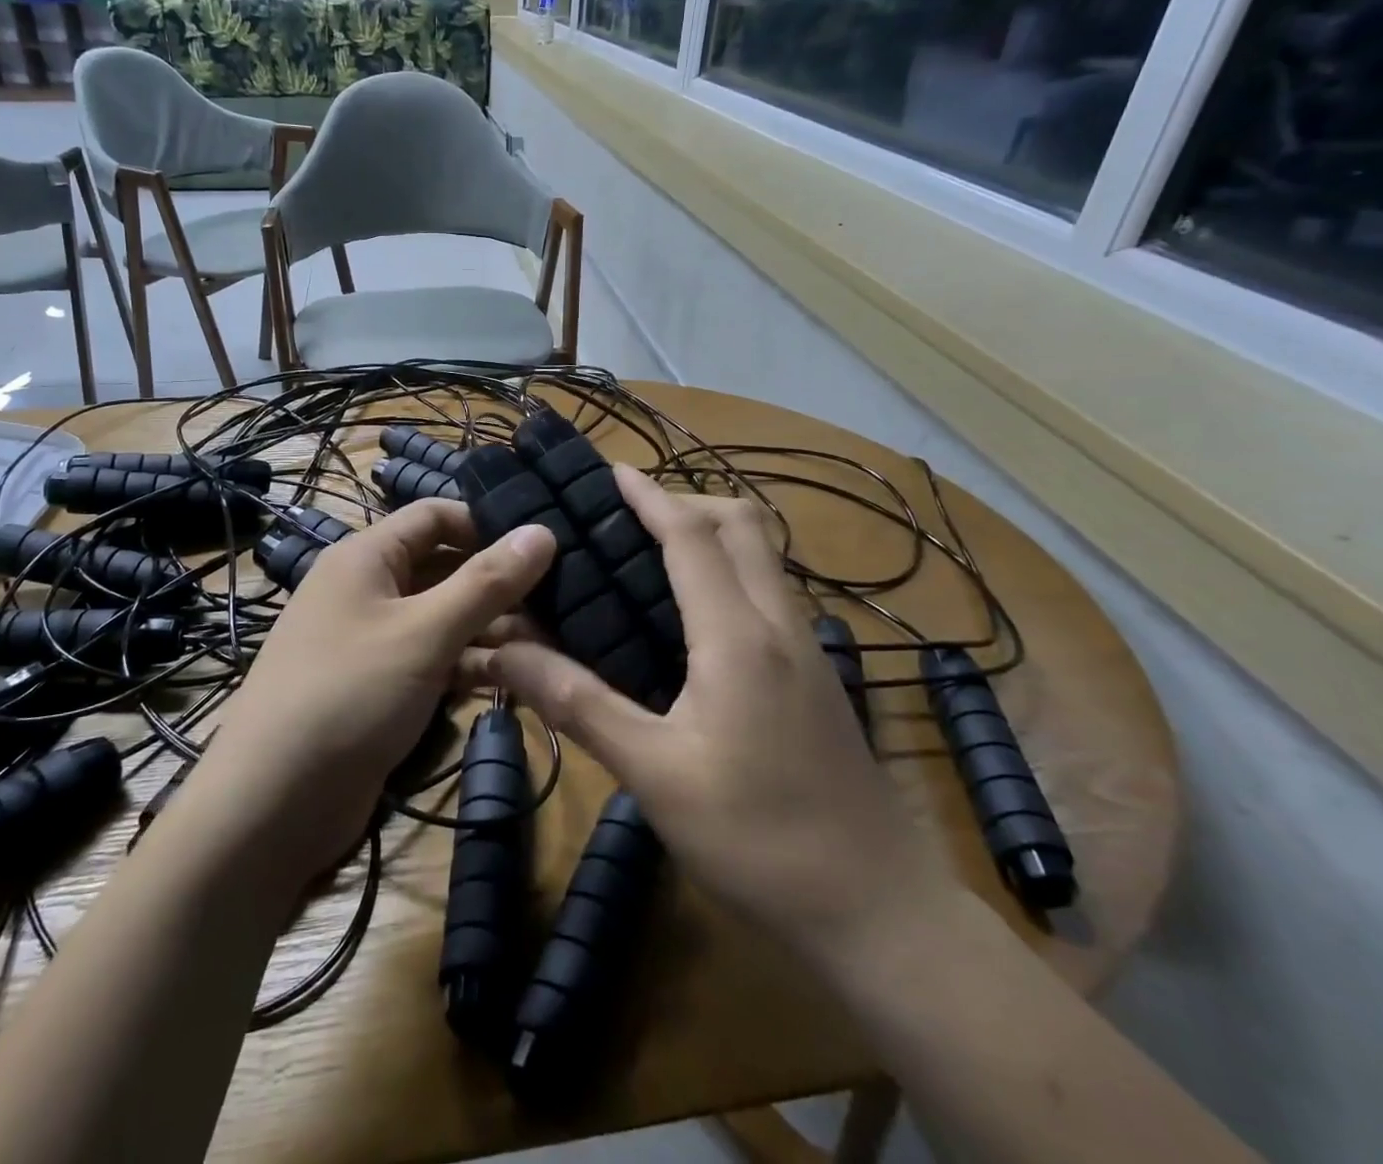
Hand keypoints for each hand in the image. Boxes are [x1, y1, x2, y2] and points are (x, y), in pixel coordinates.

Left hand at [187, 501, 554, 887]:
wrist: (271, 803)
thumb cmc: (350, 694)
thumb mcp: (425, 632)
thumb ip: (486, 582)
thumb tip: (542, 531)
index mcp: (366, 557)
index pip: (434, 515)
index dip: (485, 524)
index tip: (541, 546)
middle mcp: (367, 590)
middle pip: (442, 567)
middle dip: (495, 584)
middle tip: (560, 600)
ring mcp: (371, 641)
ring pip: (441, 618)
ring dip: (488, 629)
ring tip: (549, 644)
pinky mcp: (378, 687)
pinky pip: (431, 660)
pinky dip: (465, 665)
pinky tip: (510, 681)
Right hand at [474, 466, 953, 969]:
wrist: (878, 912)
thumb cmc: (757, 839)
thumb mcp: (653, 773)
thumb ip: (577, 703)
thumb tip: (504, 652)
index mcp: (739, 635)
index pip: (692, 536)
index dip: (651, 495)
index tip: (611, 471)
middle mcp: (780, 624)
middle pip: (743, 526)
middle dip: (686, 501)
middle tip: (626, 515)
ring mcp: (807, 649)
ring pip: (763, 556)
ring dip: (711, 533)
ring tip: (649, 552)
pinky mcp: (816, 676)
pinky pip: (769, 592)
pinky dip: (728, 571)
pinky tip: (691, 616)